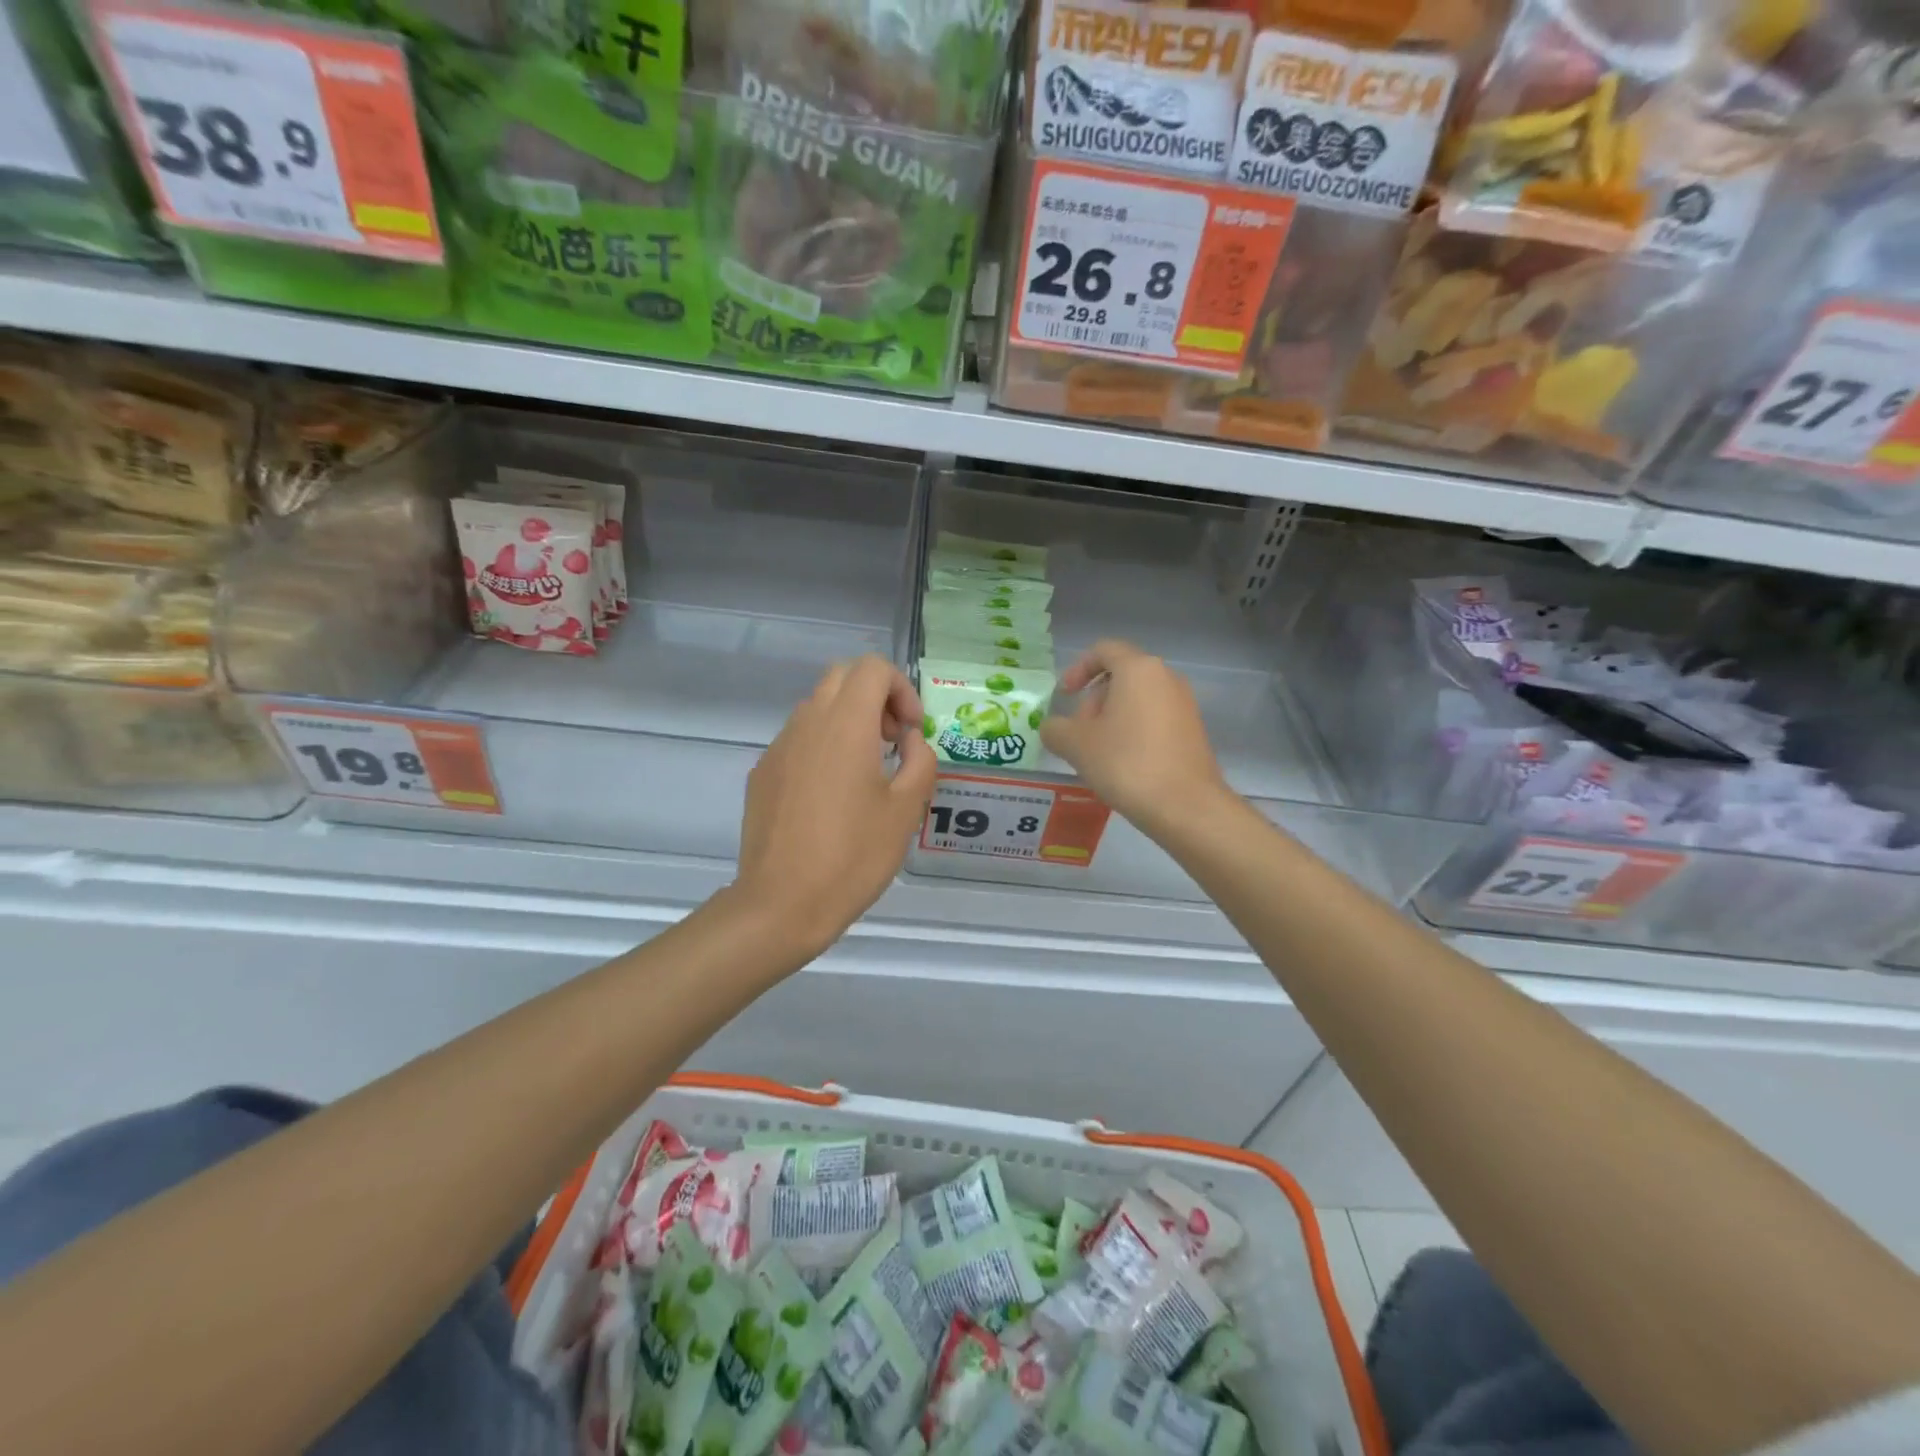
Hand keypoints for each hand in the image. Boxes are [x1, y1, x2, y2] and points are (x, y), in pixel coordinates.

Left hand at [735, 655, 936, 957]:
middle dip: (875, 697)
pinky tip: (832, 797)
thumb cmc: (853, 856)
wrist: (781, 904)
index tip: (911, 732)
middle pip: (843, 677)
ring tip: (866, 772)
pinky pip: (798, 740)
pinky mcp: (762, 774)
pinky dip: (823, 746)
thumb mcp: (906, 810)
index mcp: (845, 724)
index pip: (873, 669)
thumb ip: (919, 761)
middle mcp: (807, 723)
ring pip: (817, 707)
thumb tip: (909, 740)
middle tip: (892, 742)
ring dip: (848, 721)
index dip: (902, 689)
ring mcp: (778, 748)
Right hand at [1041, 640, 1229, 832]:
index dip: (1077, 669)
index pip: (1103, 650)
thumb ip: (1055, 728)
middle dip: (1094, 700)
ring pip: (1138, 699)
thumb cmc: (1126, 763)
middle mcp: (1166, 677)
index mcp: (1138, 669)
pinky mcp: (1193, 730)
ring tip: (1097, 753)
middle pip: (1121, 675)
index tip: (1064, 696)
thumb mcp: (1076, 745)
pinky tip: (1123, 764)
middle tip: (1078, 733)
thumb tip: (1053, 727)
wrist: (1186, 806)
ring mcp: (1184, 704)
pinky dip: (1133, 731)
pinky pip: (1155, 718)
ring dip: (1112, 718)